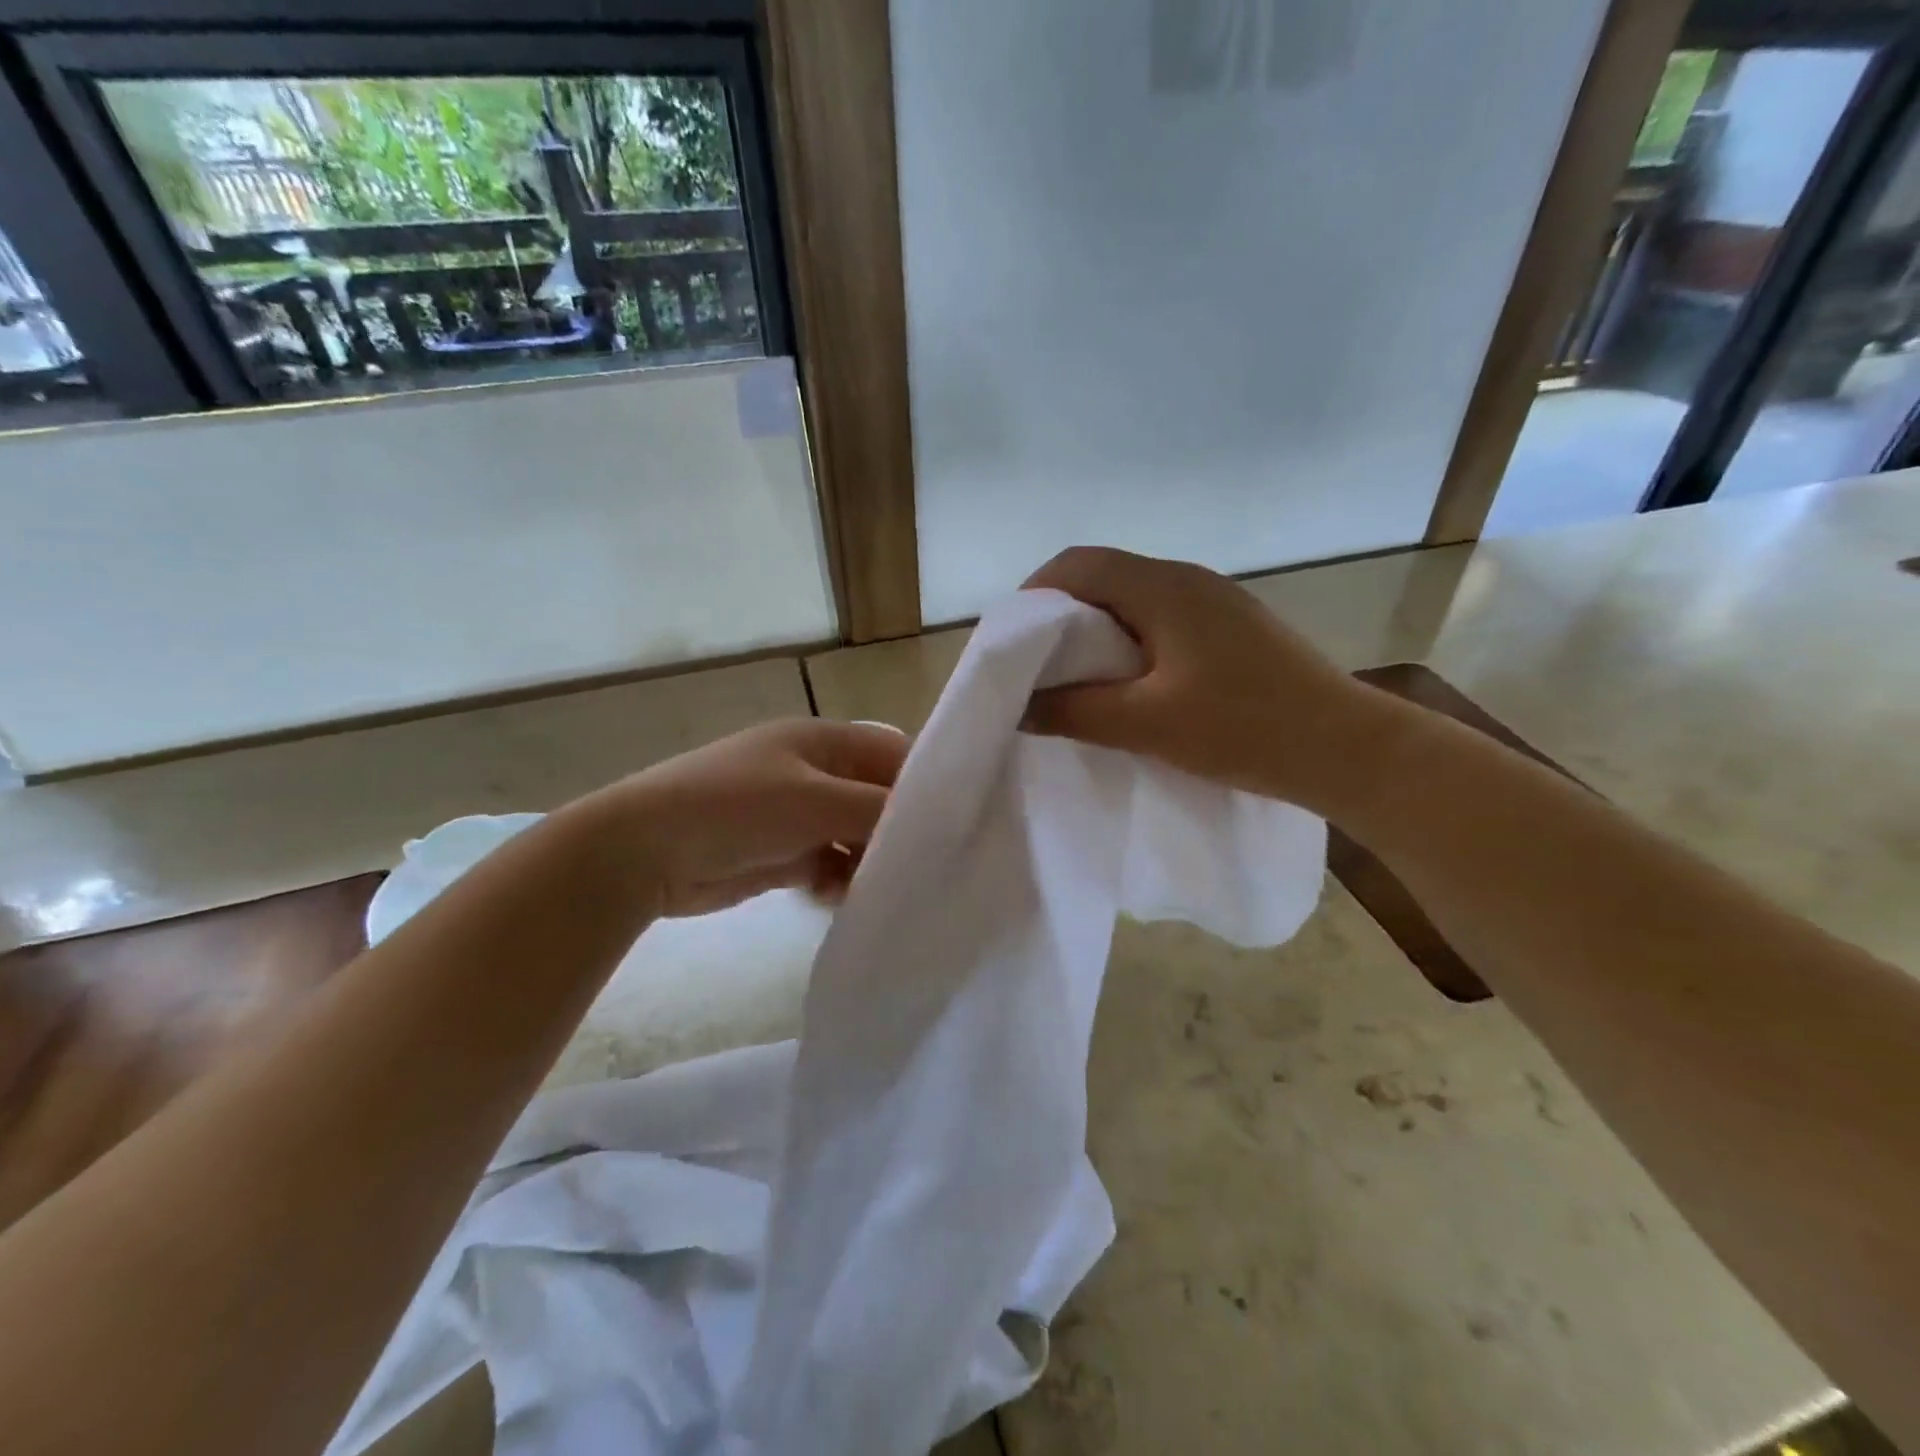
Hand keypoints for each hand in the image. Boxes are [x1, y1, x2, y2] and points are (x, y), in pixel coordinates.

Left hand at [593, 718, 907, 917]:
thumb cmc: (735, 808)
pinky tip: (839, 899)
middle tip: (926, 869)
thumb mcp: (816, 801)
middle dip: (898, 831)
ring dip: (869, 862)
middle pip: (876, 798)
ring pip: (855, 836)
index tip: (957, 825)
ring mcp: (796, 813)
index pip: (894, 754)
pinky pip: (827, 864)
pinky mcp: (781, 853)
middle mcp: (814, 772)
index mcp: (824, 741)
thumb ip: (879, 809)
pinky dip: (839, 880)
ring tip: (881, 890)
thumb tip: (934, 821)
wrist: (642, 852)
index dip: (925, 784)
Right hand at [1022, 547, 1373, 810]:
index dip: (1034, 595)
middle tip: (1036, 667)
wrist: (1346, 748)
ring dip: (1096, 632)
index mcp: (1163, 587)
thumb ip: (1074, 711)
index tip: (1012, 642)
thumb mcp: (1146, 724)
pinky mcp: (1232, 628)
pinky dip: (1129, 643)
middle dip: (1061, 616)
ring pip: (1133, 600)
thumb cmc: (1243, 728)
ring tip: (1076, 680)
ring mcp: (1216, 602)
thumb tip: (1018, 707)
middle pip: (1104, 577)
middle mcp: (1188, 579)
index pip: (1078, 564)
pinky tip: (1130, 685)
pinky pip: (1162, 620)